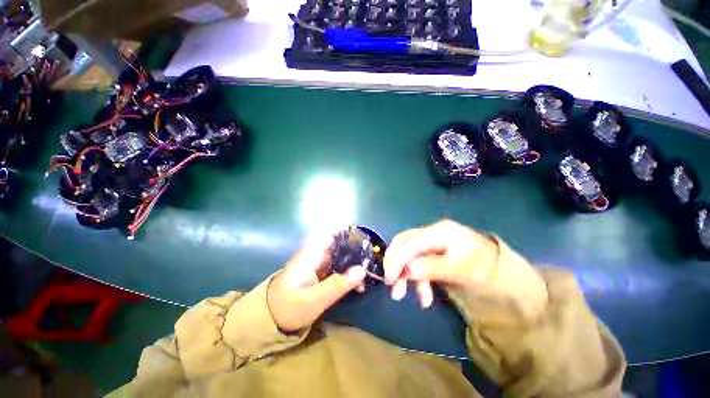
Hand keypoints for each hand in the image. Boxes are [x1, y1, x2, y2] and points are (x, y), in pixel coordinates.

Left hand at [267, 235, 366, 331]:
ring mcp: (319, 263)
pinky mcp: (321, 273)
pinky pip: (339, 267)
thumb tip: (362, 270)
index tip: (363, 241)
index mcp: (311, 254)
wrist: (271, 319)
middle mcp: (316, 254)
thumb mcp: (314, 300)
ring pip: (341, 256)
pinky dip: (349, 273)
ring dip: (354, 264)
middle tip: (370, 263)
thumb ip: (337, 285)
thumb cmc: (289, 308)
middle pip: (339, 243)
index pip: (330, 233)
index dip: (347, 232)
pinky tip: (357, 285)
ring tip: (365, 279)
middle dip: (355, 251)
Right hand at [384, 220, 546, 318]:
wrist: (498, 271)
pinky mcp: (430, 252)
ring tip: (404, 296)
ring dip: (404, 275)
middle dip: (395, 265)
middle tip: (393, 287)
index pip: (410, 242)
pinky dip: (415, 279)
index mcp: (439, 232)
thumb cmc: (483, 268)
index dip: (397, 259)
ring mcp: (429, 242)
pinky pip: (415, 262)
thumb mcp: (462, 271)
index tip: (390, 280)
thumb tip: (407, 270)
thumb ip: (434, 268)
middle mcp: (430, 233)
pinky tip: (424, 297)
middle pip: (403, 243)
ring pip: (406, 254)